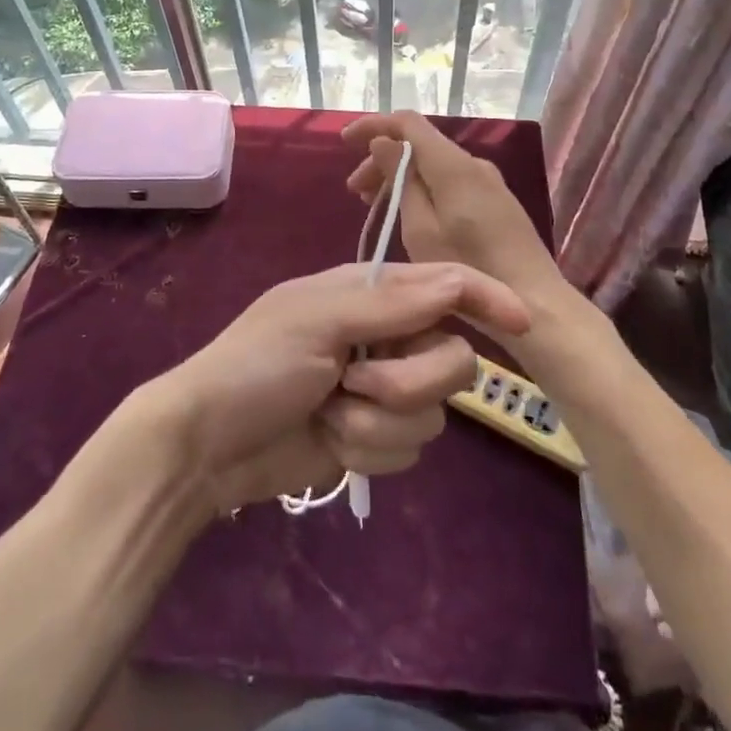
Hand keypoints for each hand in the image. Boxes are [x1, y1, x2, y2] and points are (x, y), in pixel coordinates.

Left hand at [152, 261, 529, 515]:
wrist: (208, 445)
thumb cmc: (256, 364)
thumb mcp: (317, 321)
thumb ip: (391, 303)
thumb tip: (458, 280)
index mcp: (370, 294)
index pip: (444, 287)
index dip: (485, 299)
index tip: (522, 322)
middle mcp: (385, 337)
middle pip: (453, 359)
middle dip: (412, 380)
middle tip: (359, 381)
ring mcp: (381, 390)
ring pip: (434, 411)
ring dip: (380, 420)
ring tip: (330, 414)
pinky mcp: (374, 437)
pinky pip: (409, 448)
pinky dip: (370, 450)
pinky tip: (330, 442)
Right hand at [343, 111, 562, 302]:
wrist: (536, 303)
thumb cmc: (470, 269)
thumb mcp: (421, 229)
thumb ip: (402, 180)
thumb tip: (383, 142)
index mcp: (453, 165)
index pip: (408, 123)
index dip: (373, 125)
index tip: (344, 141)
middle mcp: (473, 163)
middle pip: (420, 143)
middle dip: (382, 158)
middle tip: (355, 190)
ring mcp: (488, 182)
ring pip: (434, 163)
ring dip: (401, 175)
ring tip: (374, 203)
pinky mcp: (495, 201)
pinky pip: (450, 180)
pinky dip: (422, 187)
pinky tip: (409, 213)